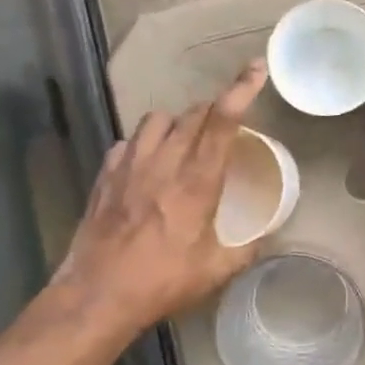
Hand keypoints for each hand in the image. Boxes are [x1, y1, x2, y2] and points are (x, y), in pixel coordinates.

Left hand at [49, 60, 268, 338]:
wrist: (97, 296)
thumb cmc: (161, 283)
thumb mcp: (214, 272)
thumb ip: (246, 250)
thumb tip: (267, 238)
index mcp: (196, 182)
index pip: (221, 122)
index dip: (241, 89)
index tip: (255, 69)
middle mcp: (163, 164)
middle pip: (192, 114)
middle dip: (213, 109)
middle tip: (225, 122)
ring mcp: (129, 167)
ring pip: (156, 120)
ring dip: (177, 122)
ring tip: (184, 139)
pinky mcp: (105, 177)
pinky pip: (127, 143)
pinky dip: (142, 144)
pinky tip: (146, 164)